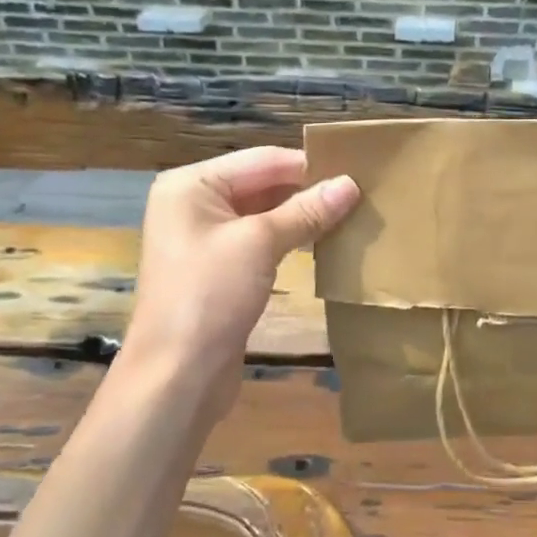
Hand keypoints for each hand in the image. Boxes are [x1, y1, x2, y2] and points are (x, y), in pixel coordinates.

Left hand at [112, 147, 359, 429]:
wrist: (177, 376)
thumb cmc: (210, 295)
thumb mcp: (260, 243)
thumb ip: (306, 211)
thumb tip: (351, 183)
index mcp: (192, 185)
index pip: (262, 160)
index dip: (309, 165)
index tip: (357, 169)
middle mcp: (194, 204)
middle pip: (262, 183)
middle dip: (308, 190)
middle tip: (360, 192)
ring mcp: (205, 239)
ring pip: (264, 214)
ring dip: (303, 215)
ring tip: (351, 213)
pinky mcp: (219, 270)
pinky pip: (261, 241)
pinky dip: (291, 238)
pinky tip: (325, 241)